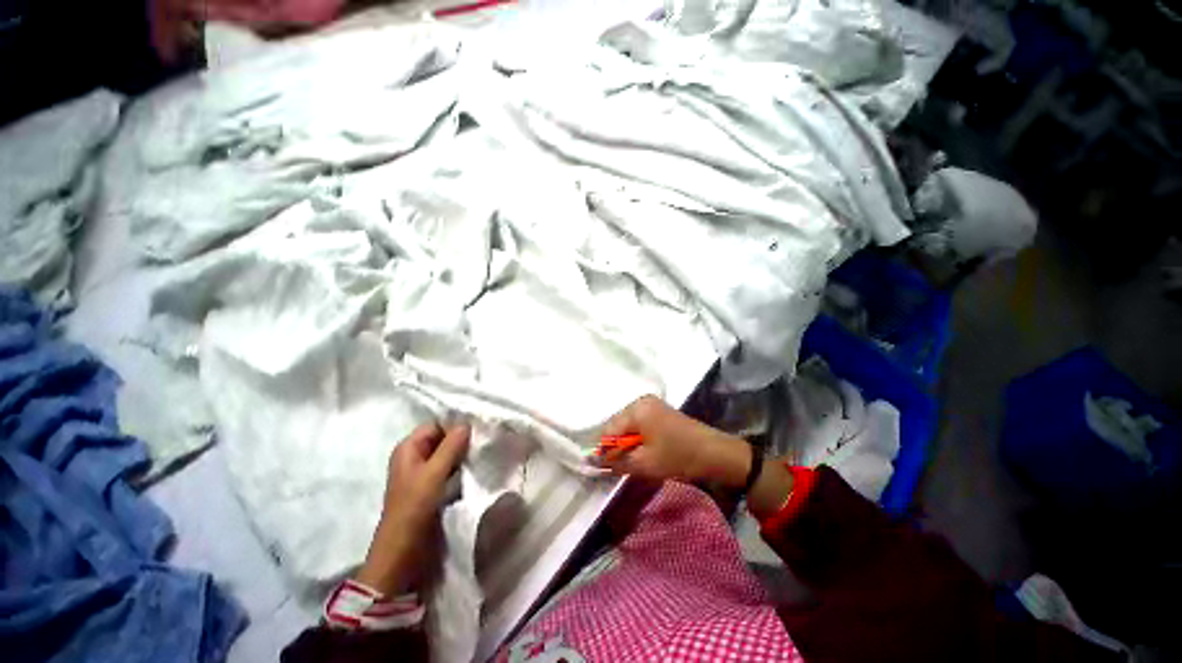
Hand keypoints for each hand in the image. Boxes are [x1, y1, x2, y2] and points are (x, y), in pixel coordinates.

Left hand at [355, 423, 469, 595]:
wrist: (403, 553)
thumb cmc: (414, 509)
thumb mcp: (433, 474)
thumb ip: (450, 446)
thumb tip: (467, 423)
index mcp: (408, 449)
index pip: (436, 424)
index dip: (455, 424)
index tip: (479, 427)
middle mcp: (414, 457)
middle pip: (442, 438)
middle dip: (462, 438)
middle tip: (484, 440)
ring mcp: (423, 474)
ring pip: (447, 454)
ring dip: (463, 453)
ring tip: (483, 452)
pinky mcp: (431, 488)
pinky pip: (449, 469)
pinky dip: (461, 466)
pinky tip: (476, 467)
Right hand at [598, 395, 750, 488]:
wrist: (715, 453)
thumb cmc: (678, 456)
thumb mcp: (644, 463)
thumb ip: (616, 461)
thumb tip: (593, 460)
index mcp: (636, 409)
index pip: (609, 430)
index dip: (606, 450)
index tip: (608, 469)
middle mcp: (641, 401)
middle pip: (618, 426)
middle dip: (618, 447)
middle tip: (627, 467)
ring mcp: (652, 405)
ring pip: (629, 427)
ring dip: (629, 445)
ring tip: (638, 461)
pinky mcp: (660, 412)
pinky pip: (640, 425)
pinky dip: (639, 440)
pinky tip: (647, 452)